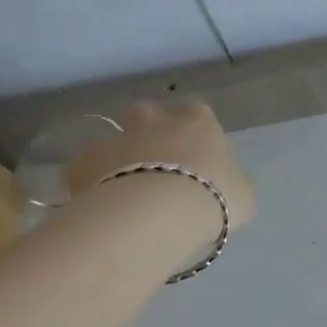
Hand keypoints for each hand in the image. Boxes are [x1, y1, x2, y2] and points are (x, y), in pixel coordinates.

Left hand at [65, 100, 256, 234]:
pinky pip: (82, 168)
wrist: (156, 214)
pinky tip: (96, 202)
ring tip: (121, 184)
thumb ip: (234, 183)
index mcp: (199, 124)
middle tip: (154, 159)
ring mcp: (117, 140)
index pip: (197, 112)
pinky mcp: (83, 164)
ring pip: (110, 138)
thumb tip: (231, 184)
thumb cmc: (213, 197)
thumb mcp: (243, 194)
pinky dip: (87, 180)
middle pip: (146, 112)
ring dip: (114, 155)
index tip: (196, 150)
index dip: (194, 129)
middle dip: (147, 128)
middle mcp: (156, 123)